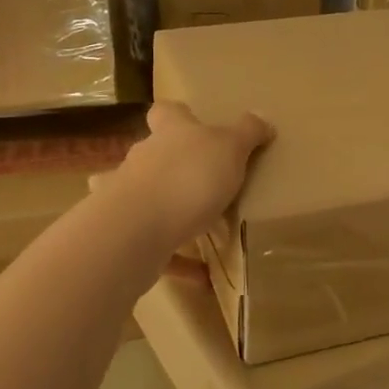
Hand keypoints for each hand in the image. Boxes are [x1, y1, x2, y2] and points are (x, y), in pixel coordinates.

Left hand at [110, 101, 273, 244]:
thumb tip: (262, 117)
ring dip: (168, 209)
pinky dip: (177, 259)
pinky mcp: (126, 236)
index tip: (193, 122)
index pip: (166, 112)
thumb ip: (247, 132)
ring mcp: (127, 198)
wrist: (136, 230)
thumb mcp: (230, 148)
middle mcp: (144, 160)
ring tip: (198, 227)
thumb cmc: (189, 177)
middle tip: (204, 180)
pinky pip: (156, 245)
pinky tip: (202, 275)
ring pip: (146, 197)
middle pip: (155, 154)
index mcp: (170, 132)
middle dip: (173, 164)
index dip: (178, 114)